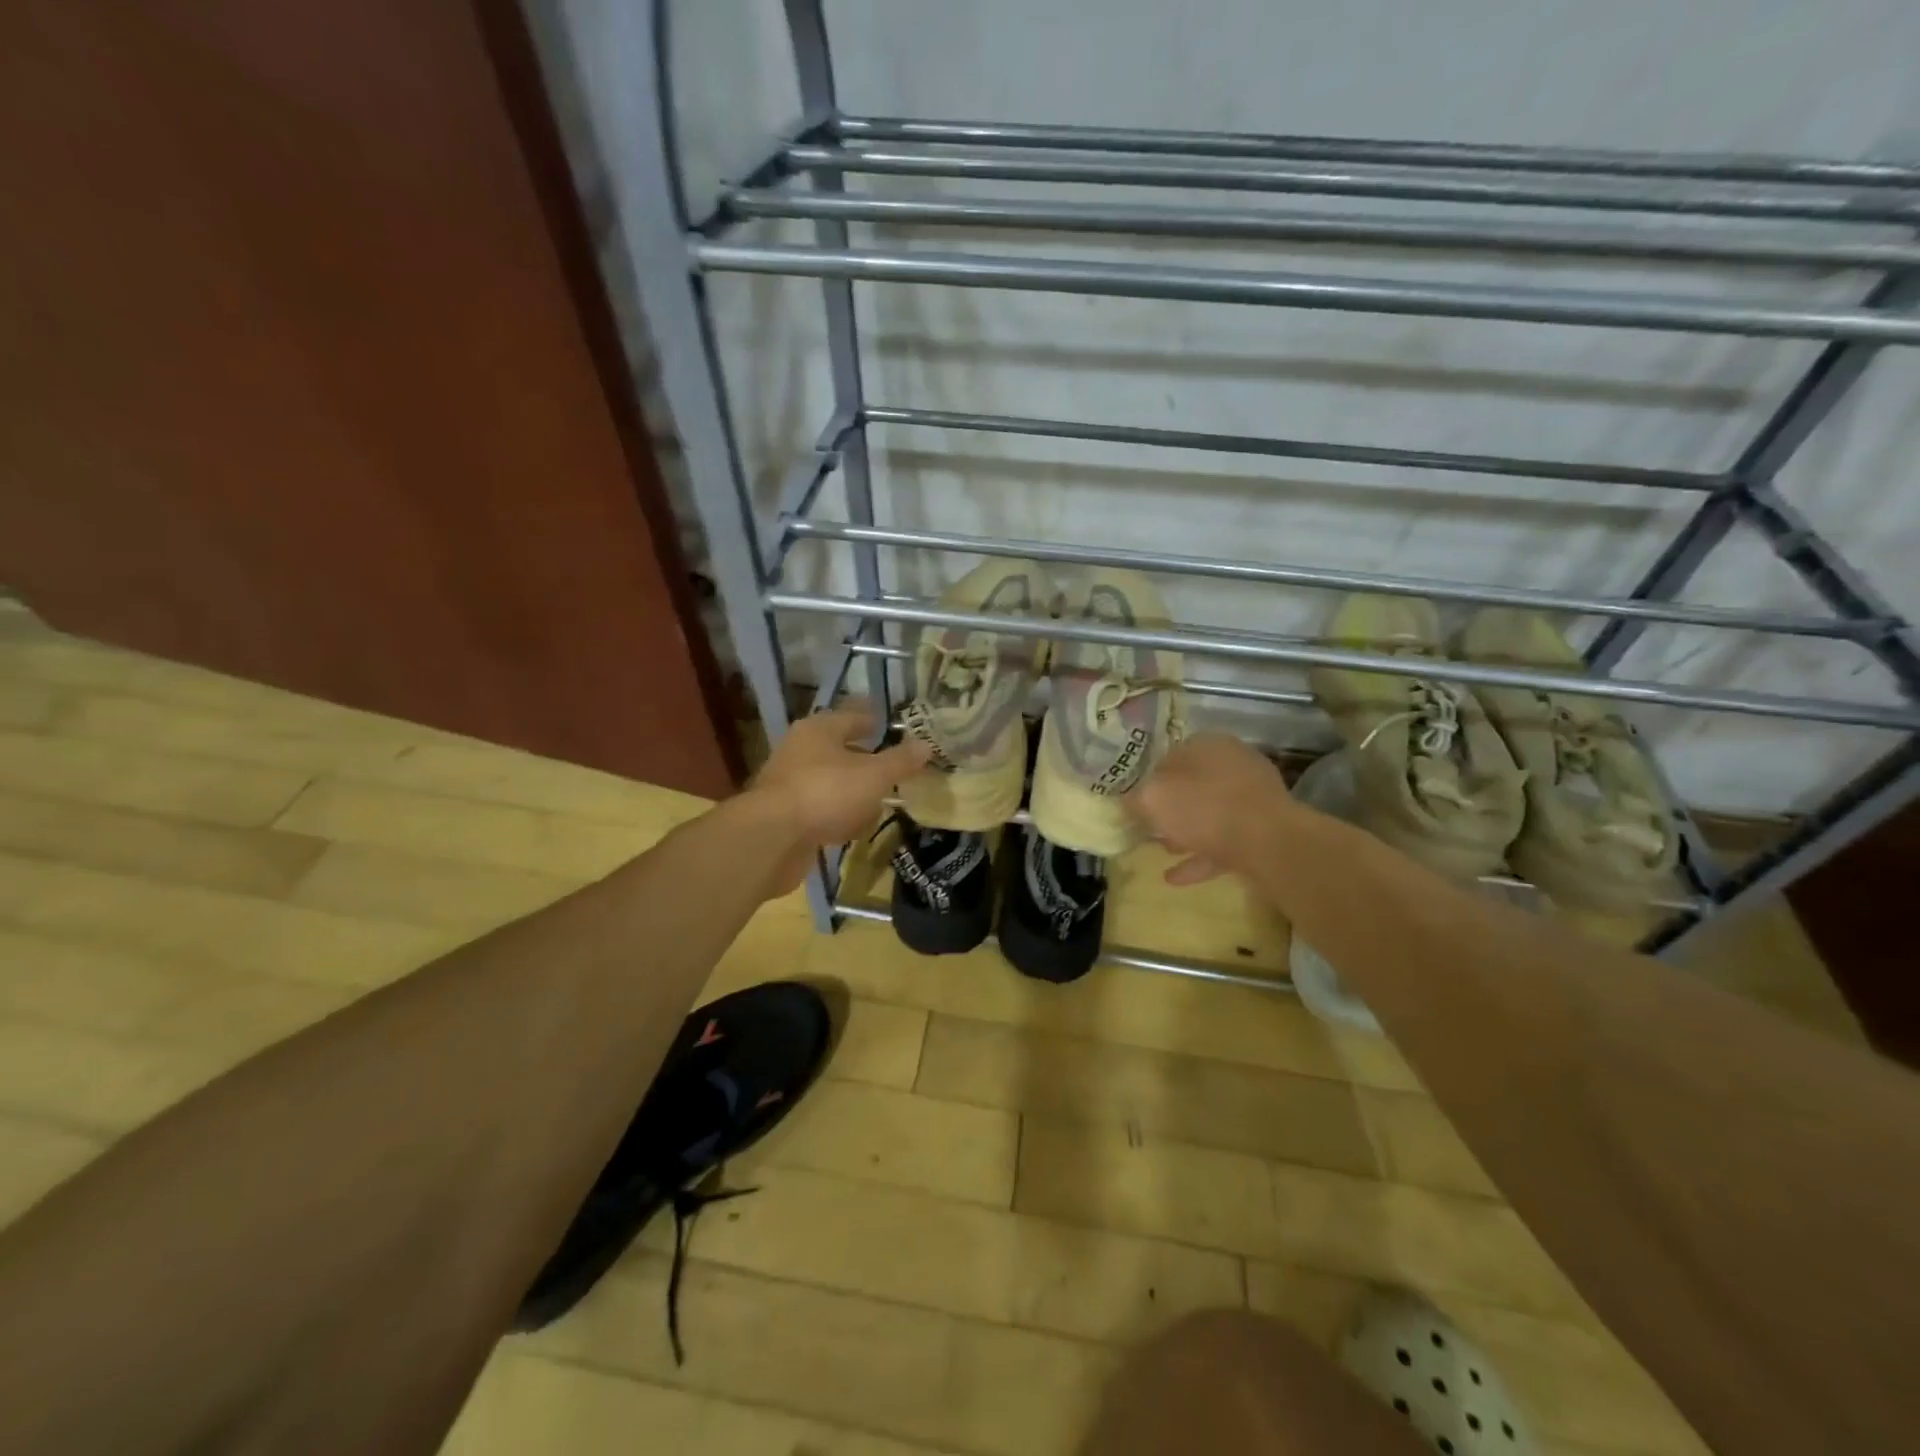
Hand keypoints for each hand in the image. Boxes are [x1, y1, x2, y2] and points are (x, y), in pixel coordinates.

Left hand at [748, 703, 932, 888]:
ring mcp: (790, 782)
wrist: (772, 838)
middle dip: (866, 760)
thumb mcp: (874, 775)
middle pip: (841, 750)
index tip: (896, 729)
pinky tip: (853, 829)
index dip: (877, 721)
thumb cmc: (827, 793)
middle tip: (893, 770)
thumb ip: (901, 761)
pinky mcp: (785, 814)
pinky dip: (838, 816)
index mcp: (820, 729)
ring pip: (831, 781)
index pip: (854, 716)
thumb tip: (926, 745)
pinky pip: (821, 809)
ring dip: (853, 792)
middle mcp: (801, 749)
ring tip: (878, 804)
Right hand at [1129, 733, 1291, 885]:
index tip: (1135, 803)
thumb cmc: (1205, 808)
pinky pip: (1225, 841)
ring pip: (1210, 814)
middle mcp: (1233, 764)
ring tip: (1161, 852)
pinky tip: (1176, 877)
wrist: (1271, 843)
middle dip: (1169, 808)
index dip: (1148, 780)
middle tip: (1148, 828)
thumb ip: (1135, 799)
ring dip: (1185, 834)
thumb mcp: (1153, 799)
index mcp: (1207, 745)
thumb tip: (1127, 801)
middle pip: (1192, 786)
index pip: (1169, 757)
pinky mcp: (1265, 829)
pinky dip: (1201, 857)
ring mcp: (1253, 797)